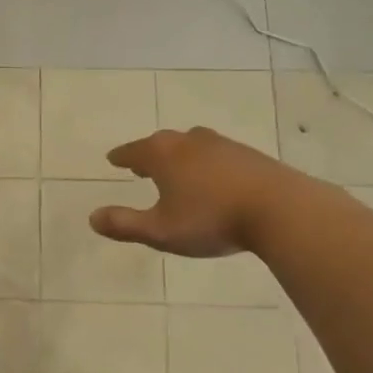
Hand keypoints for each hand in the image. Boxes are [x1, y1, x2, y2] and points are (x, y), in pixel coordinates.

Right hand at [89, 128, 293, 257]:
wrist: (280, 209)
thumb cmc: (211, 219)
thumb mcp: (161, 231)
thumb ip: (125, 224)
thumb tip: (92, 217)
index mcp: (163, 155)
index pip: (133, 151)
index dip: (121, 157)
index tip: (113, 159)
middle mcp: (189, 141)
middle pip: (161, 143)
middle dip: (148, 154)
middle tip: (140, 166)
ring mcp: (222, 145)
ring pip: (191, 145)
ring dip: (178, 156)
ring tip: (176, 170)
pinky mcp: (249, 155)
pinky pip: (216, 155)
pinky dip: (205, 163)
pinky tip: (213, 179)